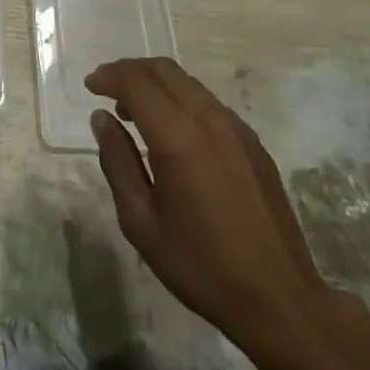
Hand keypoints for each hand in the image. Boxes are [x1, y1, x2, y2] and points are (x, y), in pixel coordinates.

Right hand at [85, 57, 333, 347]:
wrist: (280, 300)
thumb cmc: (201, 266)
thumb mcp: (142, 222)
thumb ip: (117, 162)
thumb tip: (102, 119)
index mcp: (177, 135)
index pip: (135, 81)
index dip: (108, 76)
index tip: (90, 86)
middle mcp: (207, 117)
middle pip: (162, 69)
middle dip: (130, 71)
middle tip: (108, 92)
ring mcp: (235, 126)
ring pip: (187, 82)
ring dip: (156, 84)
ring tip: (136, 113)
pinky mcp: (252, 141)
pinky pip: (208, 103)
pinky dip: (181, 100)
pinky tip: (174, 134)